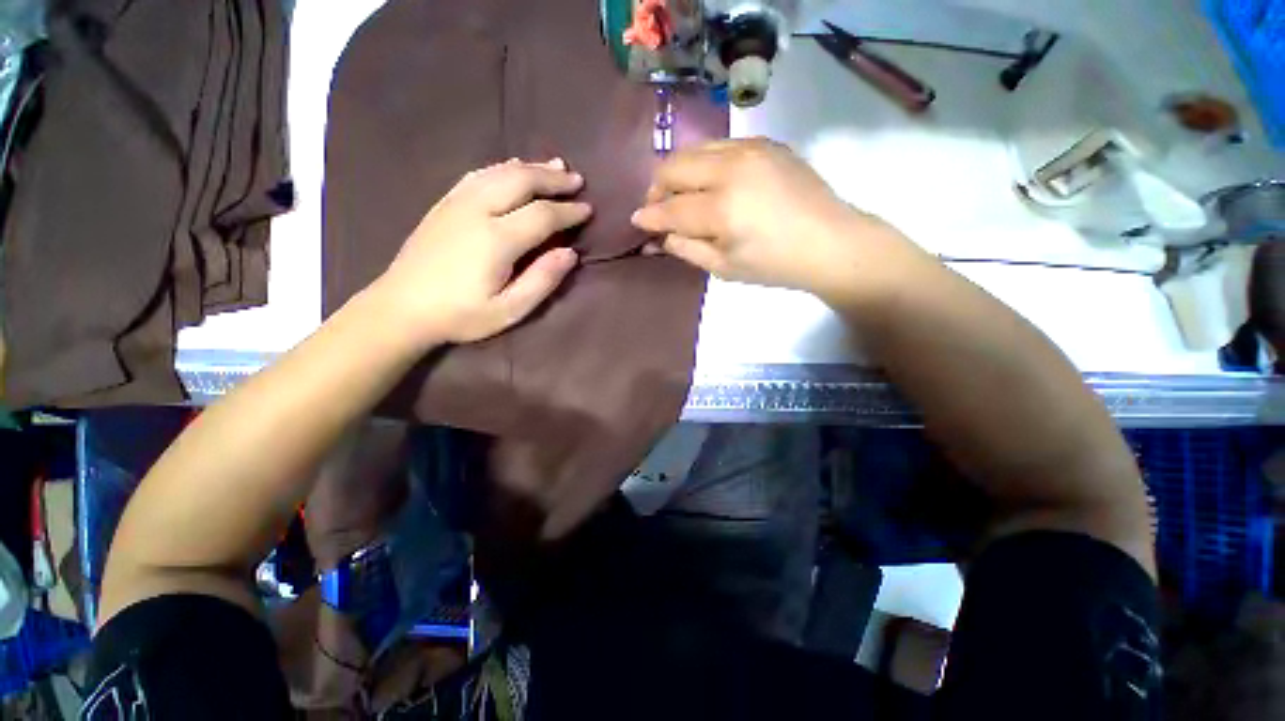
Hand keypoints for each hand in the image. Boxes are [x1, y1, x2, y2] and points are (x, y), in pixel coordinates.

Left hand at [373, 159, 591, 347]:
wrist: (400, 308)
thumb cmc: (460, 315)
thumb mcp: (509, 310)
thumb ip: (542, 280)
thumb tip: (571, 253)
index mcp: (496, 240)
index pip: (542, 215)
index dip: (568, 211)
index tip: (588, 209)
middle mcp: (477, 211)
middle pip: (521, 181)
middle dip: (553, 179)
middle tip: (577, 180)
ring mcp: (457, 202)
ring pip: (500, 172)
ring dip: (531, 167)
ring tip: (555, 166)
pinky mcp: (444, 203)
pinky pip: (478, 174)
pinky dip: (502, 167)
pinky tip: (513, 167)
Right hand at [631, 138, 918, 302]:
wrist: (830, 242)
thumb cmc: (775, 264)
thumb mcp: (724, 268)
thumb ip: (686, 249)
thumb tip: (659, 236)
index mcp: (722, 208)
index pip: (670, 208)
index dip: (649, 216)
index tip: (637, 221)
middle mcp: (731, 168)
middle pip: (674, 166)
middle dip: (657, 188)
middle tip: (657, 208)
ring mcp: (750, 148)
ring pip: (693, 149)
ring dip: (677, 172)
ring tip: (678, 194)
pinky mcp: (764, 142)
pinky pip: (718, 145)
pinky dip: (703, 163)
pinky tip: (709, 182)